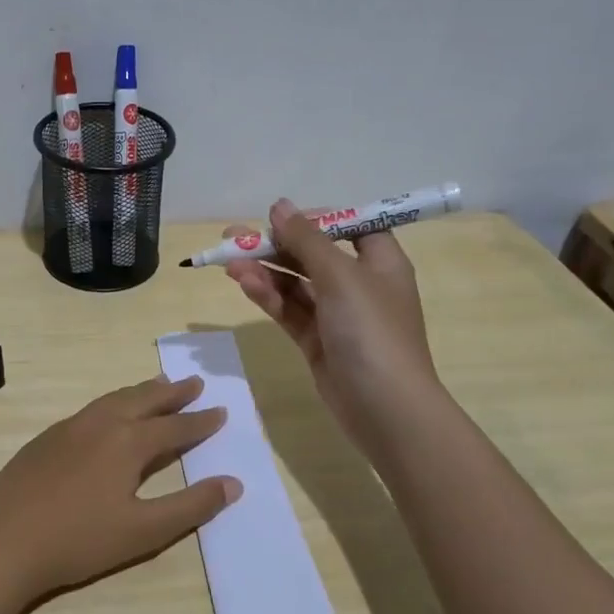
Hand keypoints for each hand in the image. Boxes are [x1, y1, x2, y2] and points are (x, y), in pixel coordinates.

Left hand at [0, 375, 241, 601]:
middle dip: (172, 392)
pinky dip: (112, 402)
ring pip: (113, 399)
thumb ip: (190, 506)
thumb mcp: (144, 531)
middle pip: (143, 400)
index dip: (200, 421)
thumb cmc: (78, 540)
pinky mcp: (46, 439)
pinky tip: (108, 414)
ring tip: (157, 385)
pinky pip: (90, 409)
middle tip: (194, 381)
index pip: (175, 426)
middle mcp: (100, 424)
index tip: (221, 410)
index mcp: (127, 442)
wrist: (2, 540)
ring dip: (140, 392)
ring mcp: (69, 428)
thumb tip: (233, 483)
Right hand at [223, 198, 439, 447]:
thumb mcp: (340, 276)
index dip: (319, 220)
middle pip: (314, 255)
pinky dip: (268, 297)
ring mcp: (338, 316)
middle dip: (275, 245)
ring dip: (265, 271)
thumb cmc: (371, 331)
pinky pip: (290, 310)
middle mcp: (360, 285)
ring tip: (229, 263)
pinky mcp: (318, 342)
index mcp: (381, 263)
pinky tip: (244, 285)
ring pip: (296, 284)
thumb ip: (306, 240)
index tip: (283, 219)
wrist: (385, 408)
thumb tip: (280, 206)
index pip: (352, 228)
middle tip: (233, 237)